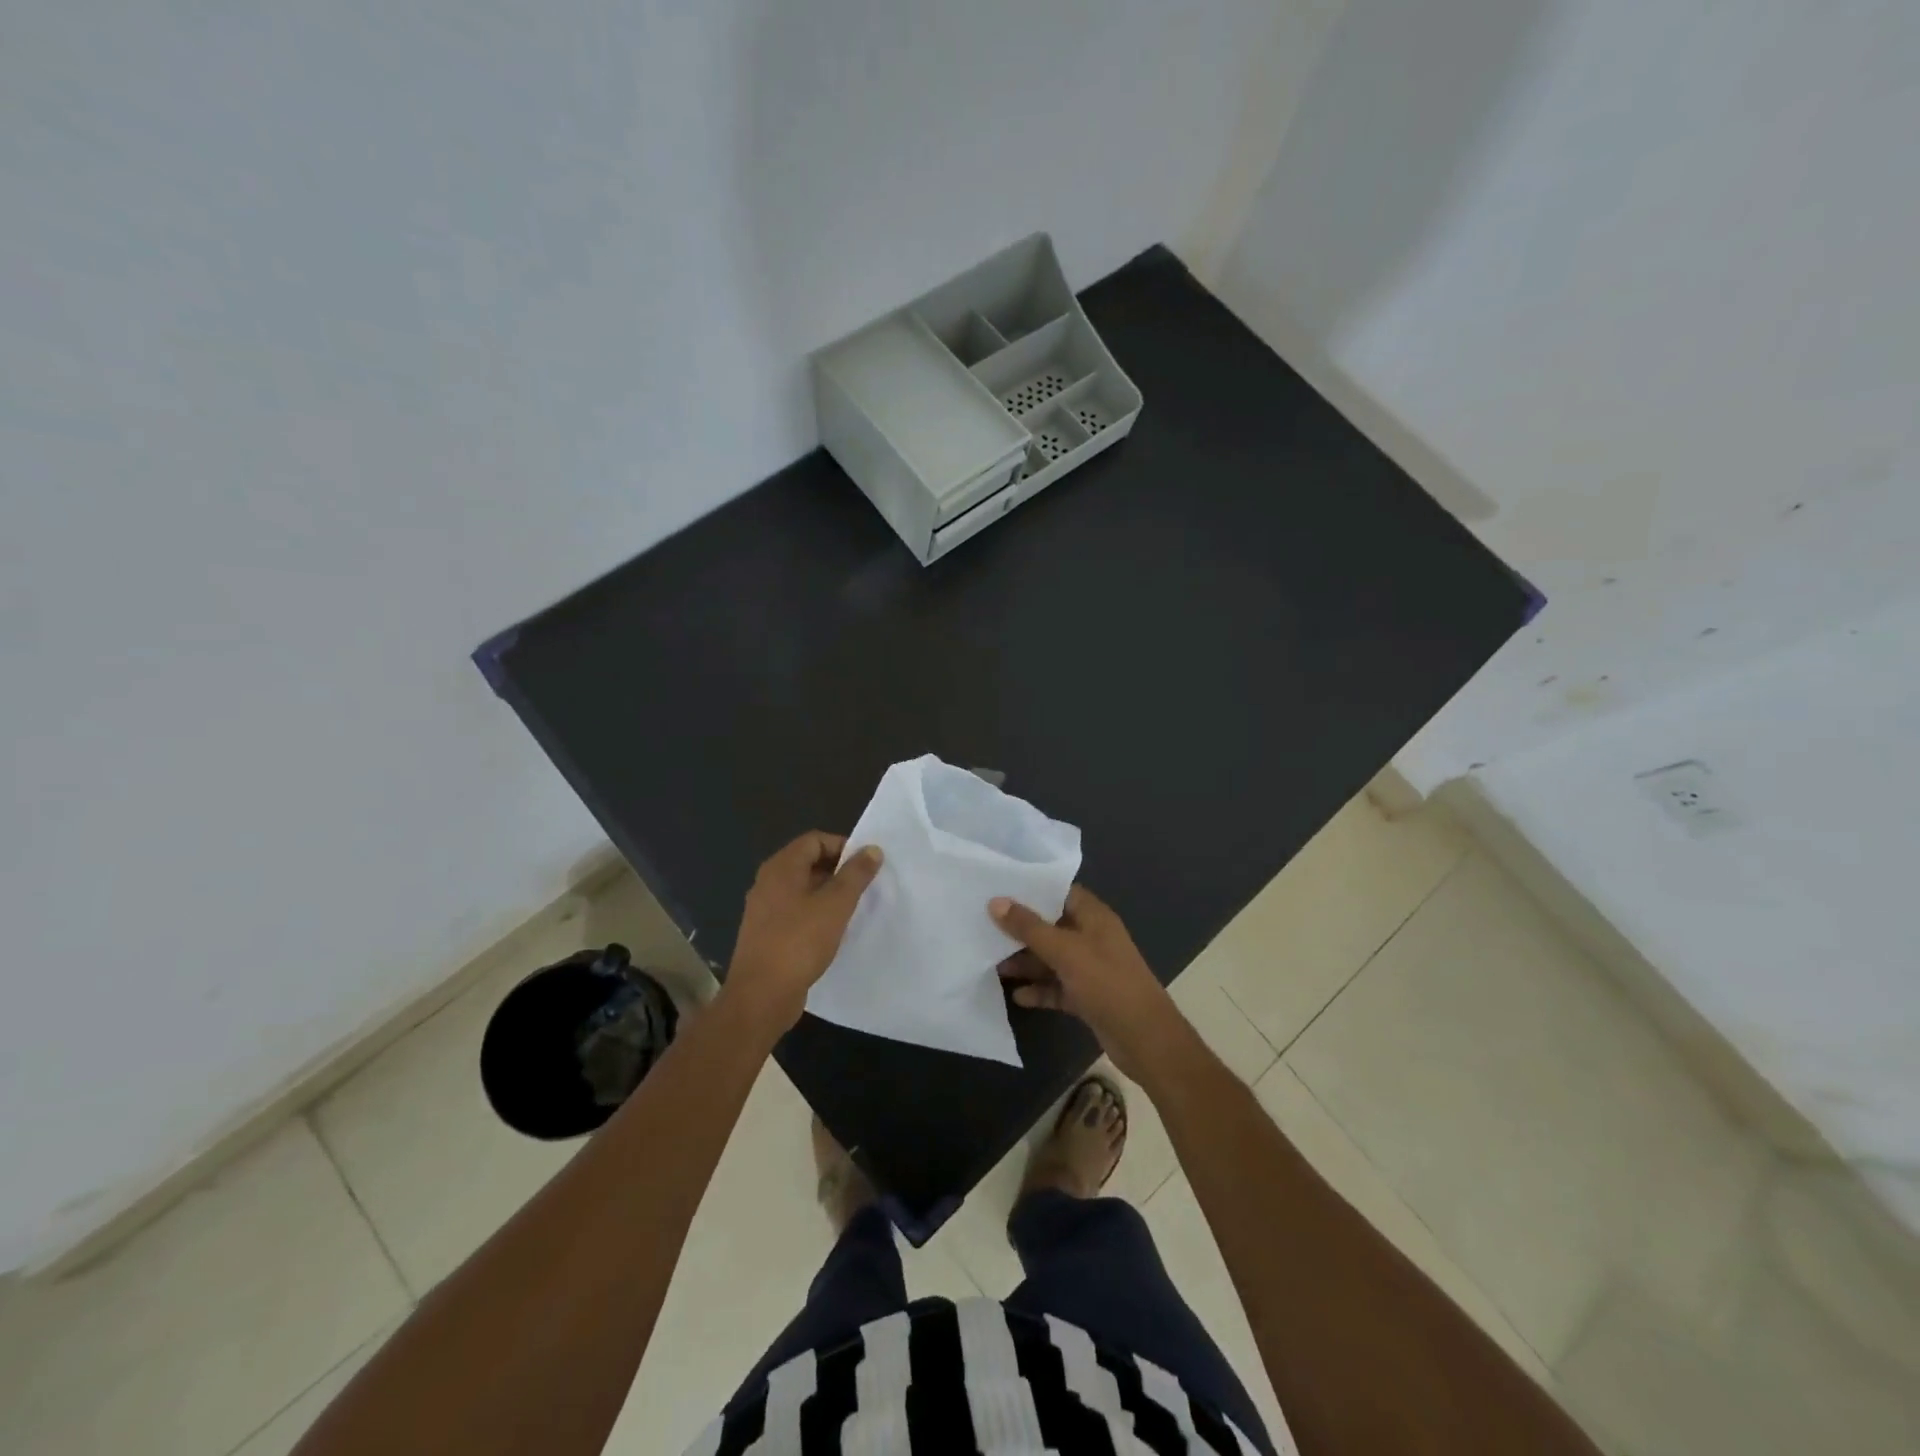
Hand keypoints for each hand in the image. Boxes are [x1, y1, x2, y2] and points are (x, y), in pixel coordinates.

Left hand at [725, 832, 882, 1031]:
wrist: (760, 996)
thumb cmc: (799, 942)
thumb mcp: (836, 905)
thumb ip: (855, 874)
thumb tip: (872, 849)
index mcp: (781, 867)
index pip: (815, 840)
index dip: (843, 847)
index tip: (866, 866)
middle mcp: (768, 882)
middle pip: (808, 862)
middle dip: (838, 871)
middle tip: (864, 887)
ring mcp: (764, 909)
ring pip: (802, 889)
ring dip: (828, 894)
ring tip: (853, 909)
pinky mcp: (766, 933)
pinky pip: (795, 911)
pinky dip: (815, 913)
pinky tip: (832, 932)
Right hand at [992, 884, 1180, 1081]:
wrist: (1145, 1039)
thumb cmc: (1107, 983)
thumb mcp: (1065, 951)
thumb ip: (1029, 927)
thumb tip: (995, 901)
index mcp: (1094, 917)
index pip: (1060, 892)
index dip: (1032, 889)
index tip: (999, 889)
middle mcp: (1092, 938)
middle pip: (1051, 926)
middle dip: (1021, 930)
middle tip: (984, 928)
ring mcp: (1090, 968)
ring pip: (1051, 959)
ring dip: (1026, 962)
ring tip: (992, 965)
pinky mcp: (1087, 996)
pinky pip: (1057, 987)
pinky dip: (1039, 990)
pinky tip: (1016, 996)